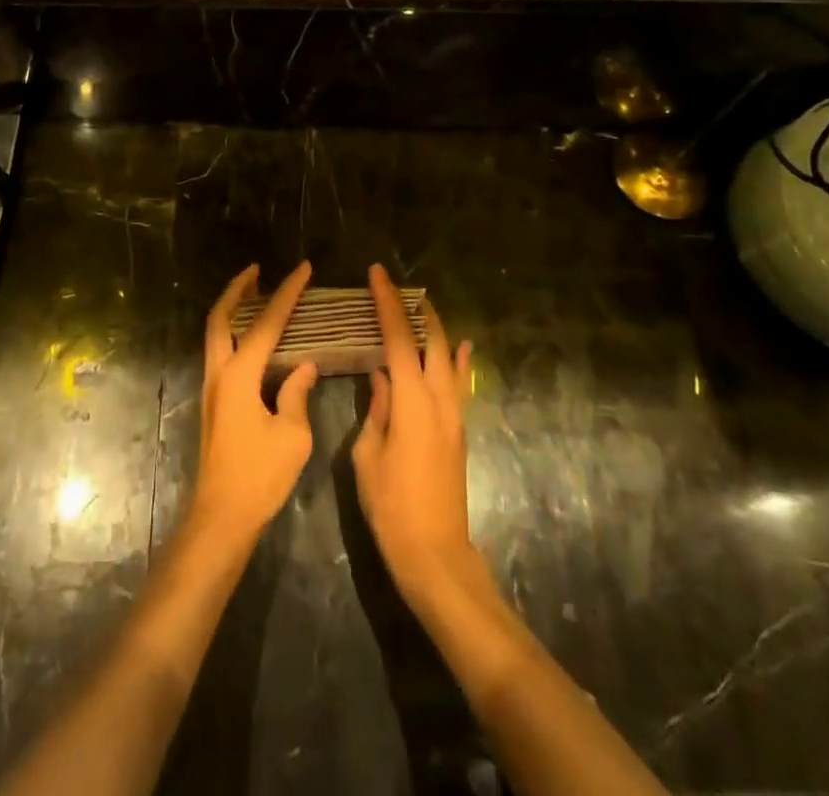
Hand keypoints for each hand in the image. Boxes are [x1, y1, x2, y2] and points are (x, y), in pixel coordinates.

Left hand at [187, 263, 319, 546]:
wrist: (221, 517)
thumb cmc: (259, 477)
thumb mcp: (292, 436)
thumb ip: (297, 393)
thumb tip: (305, 366)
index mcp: (240, 375)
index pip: (267, 323)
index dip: (287, 293)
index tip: (303, 269)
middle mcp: (219, 373)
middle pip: (221, 317)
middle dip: (238, 289)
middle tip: (257, 269)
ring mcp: (212, 388)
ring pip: (216, 334)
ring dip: (234, 309)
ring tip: (257, 294)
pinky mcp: (214, 403)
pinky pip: (222, 352)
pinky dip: (236, 333)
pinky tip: (256, 340)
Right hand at [352, 264, 477, 605]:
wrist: (434, 554)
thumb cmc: (391, 506)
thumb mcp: (368, 455)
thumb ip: (378, 410)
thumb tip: (382, 377)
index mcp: (413, 401)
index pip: (400, 338)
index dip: (388, 303)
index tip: (377, 274)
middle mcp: (440, 400)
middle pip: (433, 340)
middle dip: (416, 309)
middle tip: (396, 286)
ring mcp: (455, 415)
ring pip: (450, 359)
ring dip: (436, 330)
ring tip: (422, 308)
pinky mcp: (459, 431)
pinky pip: (459, 383)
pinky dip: (457, 360)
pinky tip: (459, 348)